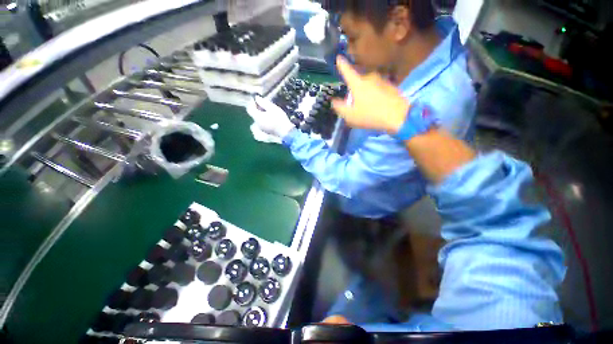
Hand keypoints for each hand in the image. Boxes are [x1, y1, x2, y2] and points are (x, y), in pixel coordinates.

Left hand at [246, 96, 294, 138]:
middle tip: (266, 105)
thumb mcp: (272, 108)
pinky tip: (272, 118)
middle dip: (258, 108)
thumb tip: (256, 98)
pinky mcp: (266, 131)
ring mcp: (262, 128)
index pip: (249, 109)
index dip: (252, 103)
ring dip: (262, 114)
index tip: (259, 100)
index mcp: (257, 117)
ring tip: (271, 111)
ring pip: (259, 119)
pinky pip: (263, 123)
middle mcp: (257, 123)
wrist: (286, 132)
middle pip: (254, 114)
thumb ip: (263, 102)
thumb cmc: (279, 119)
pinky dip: (265, 119)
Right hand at [331, 57, 409, 133]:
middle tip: (354, 101)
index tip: (338, 57)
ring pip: (368, 84)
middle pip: (358, 79)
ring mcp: (382, 80)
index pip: (347, 70)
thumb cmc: (370, 115)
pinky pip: (377, 88)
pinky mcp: (390, 85)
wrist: (398, 117)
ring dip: (365, 92)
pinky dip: (374, 94)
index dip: (341, 64)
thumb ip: (339, 107)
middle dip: (354, 88)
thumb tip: (334, 101)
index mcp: (358, 83)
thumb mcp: (350, 115)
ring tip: (366, 106)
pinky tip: (376, 105)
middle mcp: (369, 77)